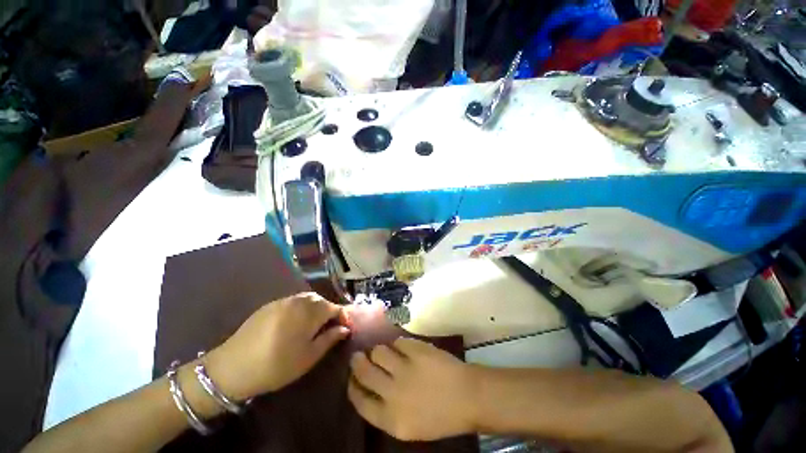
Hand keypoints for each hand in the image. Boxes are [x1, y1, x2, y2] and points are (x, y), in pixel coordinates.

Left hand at [205, 292, 349, 400]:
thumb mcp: (308, 357)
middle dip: (329, 312)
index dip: (343, 317)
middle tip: (329, 328)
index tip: (344, 329)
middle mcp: (299, 301)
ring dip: (316, 308)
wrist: (232, 367)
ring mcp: (283, 301)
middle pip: (322, 300)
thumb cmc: (276, 365)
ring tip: (313, 324)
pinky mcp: (270, 305)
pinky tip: (295, 322)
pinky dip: (301, 308)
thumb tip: (345, 329)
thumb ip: (330, 339)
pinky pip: (293, 301)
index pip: (335, 308)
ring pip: (308, 298)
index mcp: (311, 312)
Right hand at [347, 338, 477, 440]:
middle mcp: (392, 393)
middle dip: (357, 362)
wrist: (468, 397)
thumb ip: (386, 410)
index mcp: (390, 419)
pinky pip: (398, 342)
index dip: (352, 386)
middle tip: (357, 356)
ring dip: (378, 350)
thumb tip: (371, 388)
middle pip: (364, 371)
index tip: (352, 378)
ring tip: (384, 352)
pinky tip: (404, 348)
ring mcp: (404, 368)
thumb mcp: (409, 426)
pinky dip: (398, 344)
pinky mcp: (416, 350)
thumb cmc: (440, 417)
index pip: (359, 400)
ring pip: (378, 351)